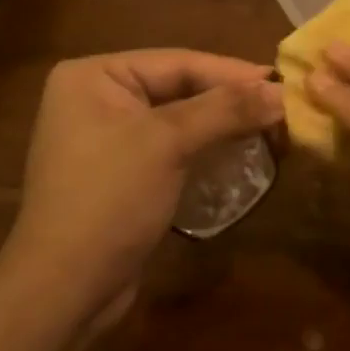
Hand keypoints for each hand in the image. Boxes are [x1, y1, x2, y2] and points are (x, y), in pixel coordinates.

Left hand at [0, 50, 282, 330]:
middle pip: (179, 87)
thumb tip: (282, 90)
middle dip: (230, 100)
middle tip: (283, 105)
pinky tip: (240, 153)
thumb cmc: (110, 199)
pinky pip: (171, 147)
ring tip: (271, 127)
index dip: (234, 73)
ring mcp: (107, 137)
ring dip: (223, 124)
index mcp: (94, 76)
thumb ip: (226, 110)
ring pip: (180, 119)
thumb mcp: (168, 143)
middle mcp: (96, 97)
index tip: (284, 81)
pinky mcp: (122, 172)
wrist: (65, 289)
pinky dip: (205, 147)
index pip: (178, 62)